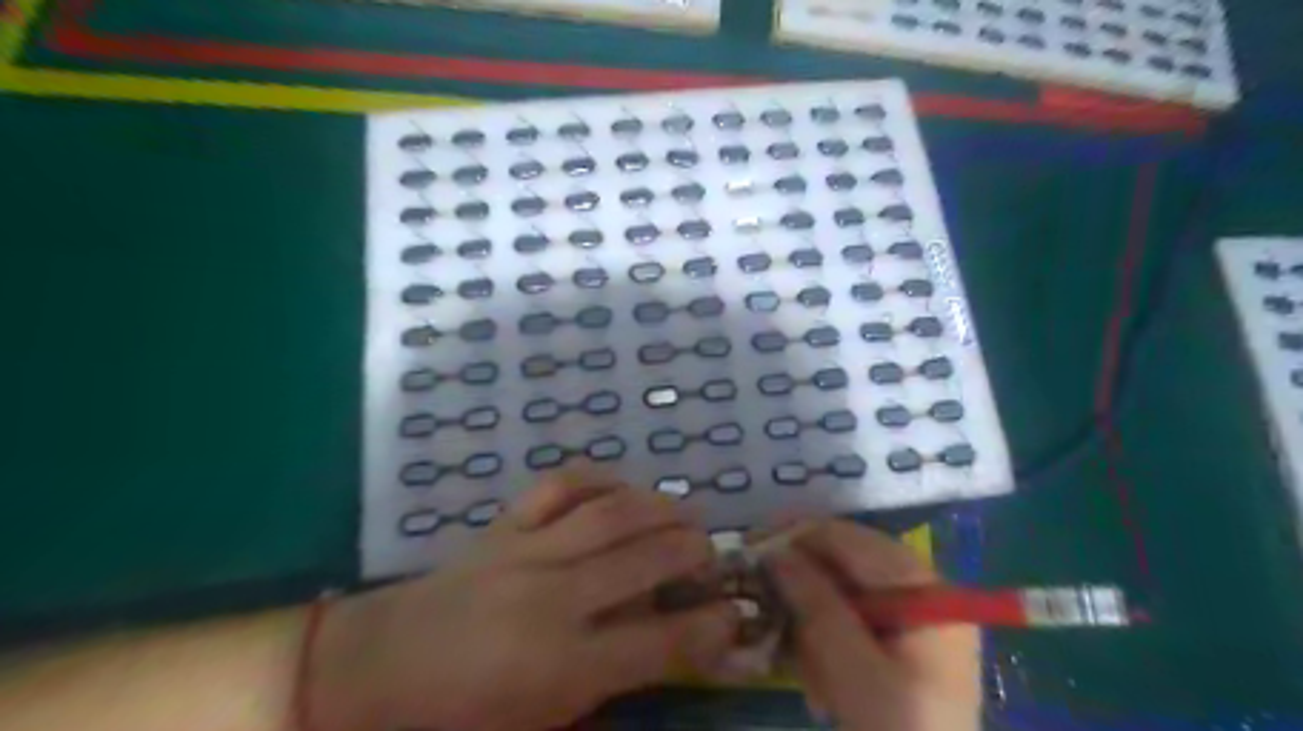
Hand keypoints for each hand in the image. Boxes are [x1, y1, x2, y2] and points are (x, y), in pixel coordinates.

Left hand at [303, 469, 732, 730]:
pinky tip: (620, 486)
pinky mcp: (505, 525)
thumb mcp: (541, 723)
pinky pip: (560, 485)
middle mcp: (553, 599)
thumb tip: (664, 651)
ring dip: (659, 507)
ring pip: (610, 514)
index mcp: (563, 665)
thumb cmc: (460, 716)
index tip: (734, 613)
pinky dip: (598, 477)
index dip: (709, 626)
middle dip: (693, 550)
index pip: (659, 641)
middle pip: (645, 560)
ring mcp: (527, 552)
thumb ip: (607, 688)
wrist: (378, 669)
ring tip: (684, 513)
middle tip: (712, 553)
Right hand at [767, 519, 977, 730]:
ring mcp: (914, 620)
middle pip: (845, 563)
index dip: (797, 535)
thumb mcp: (854, 672)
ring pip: (842, 593)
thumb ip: (816, 605)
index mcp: (924, 591)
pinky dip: (828, 646)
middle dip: (804, 587)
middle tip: (764, 603)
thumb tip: (774, 551)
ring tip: (808, 676)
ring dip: (813, 625)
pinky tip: (823, 687)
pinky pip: (851, 622)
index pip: (850, 539)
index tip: (750, 545)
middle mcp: (922, 593)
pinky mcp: (902, 645)